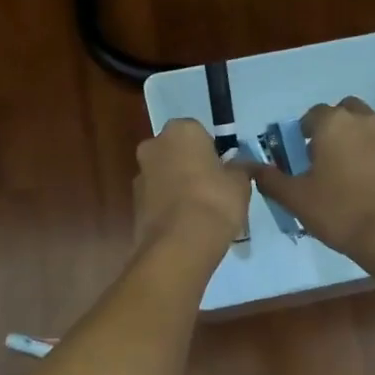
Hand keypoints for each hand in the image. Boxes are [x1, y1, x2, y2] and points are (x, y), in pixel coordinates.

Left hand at [134, 119, 250, 255]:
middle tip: (212, 189)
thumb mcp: (240, 183)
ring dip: (177, 187)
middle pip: (176, 152)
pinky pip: (156, 199)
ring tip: (199, 213)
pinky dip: (168, 207)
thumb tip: (240, 167)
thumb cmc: (215, 201)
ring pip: (163, 175)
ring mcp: (139, 175)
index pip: (198, 132)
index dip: (212, 151)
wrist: (179, 244)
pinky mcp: (133, 204)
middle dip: (190, 166)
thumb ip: (239, 169)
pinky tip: (184, 226)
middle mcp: (153, 146)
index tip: (223, 171)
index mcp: (180, 131)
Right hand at [243, 98, 374, 271]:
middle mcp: (364, 122)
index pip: (312, 114)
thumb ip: (270, 179)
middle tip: (320, 158)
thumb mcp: (295, 198)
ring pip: (367, 129)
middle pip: (344, 112)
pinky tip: (366, 188)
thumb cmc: (340, 211)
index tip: (296, 156)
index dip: (301, 133)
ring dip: (354, 141)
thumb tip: (247, 166)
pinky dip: (373, 160)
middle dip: (331, 128)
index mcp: (334, 124)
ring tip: (343, 174)